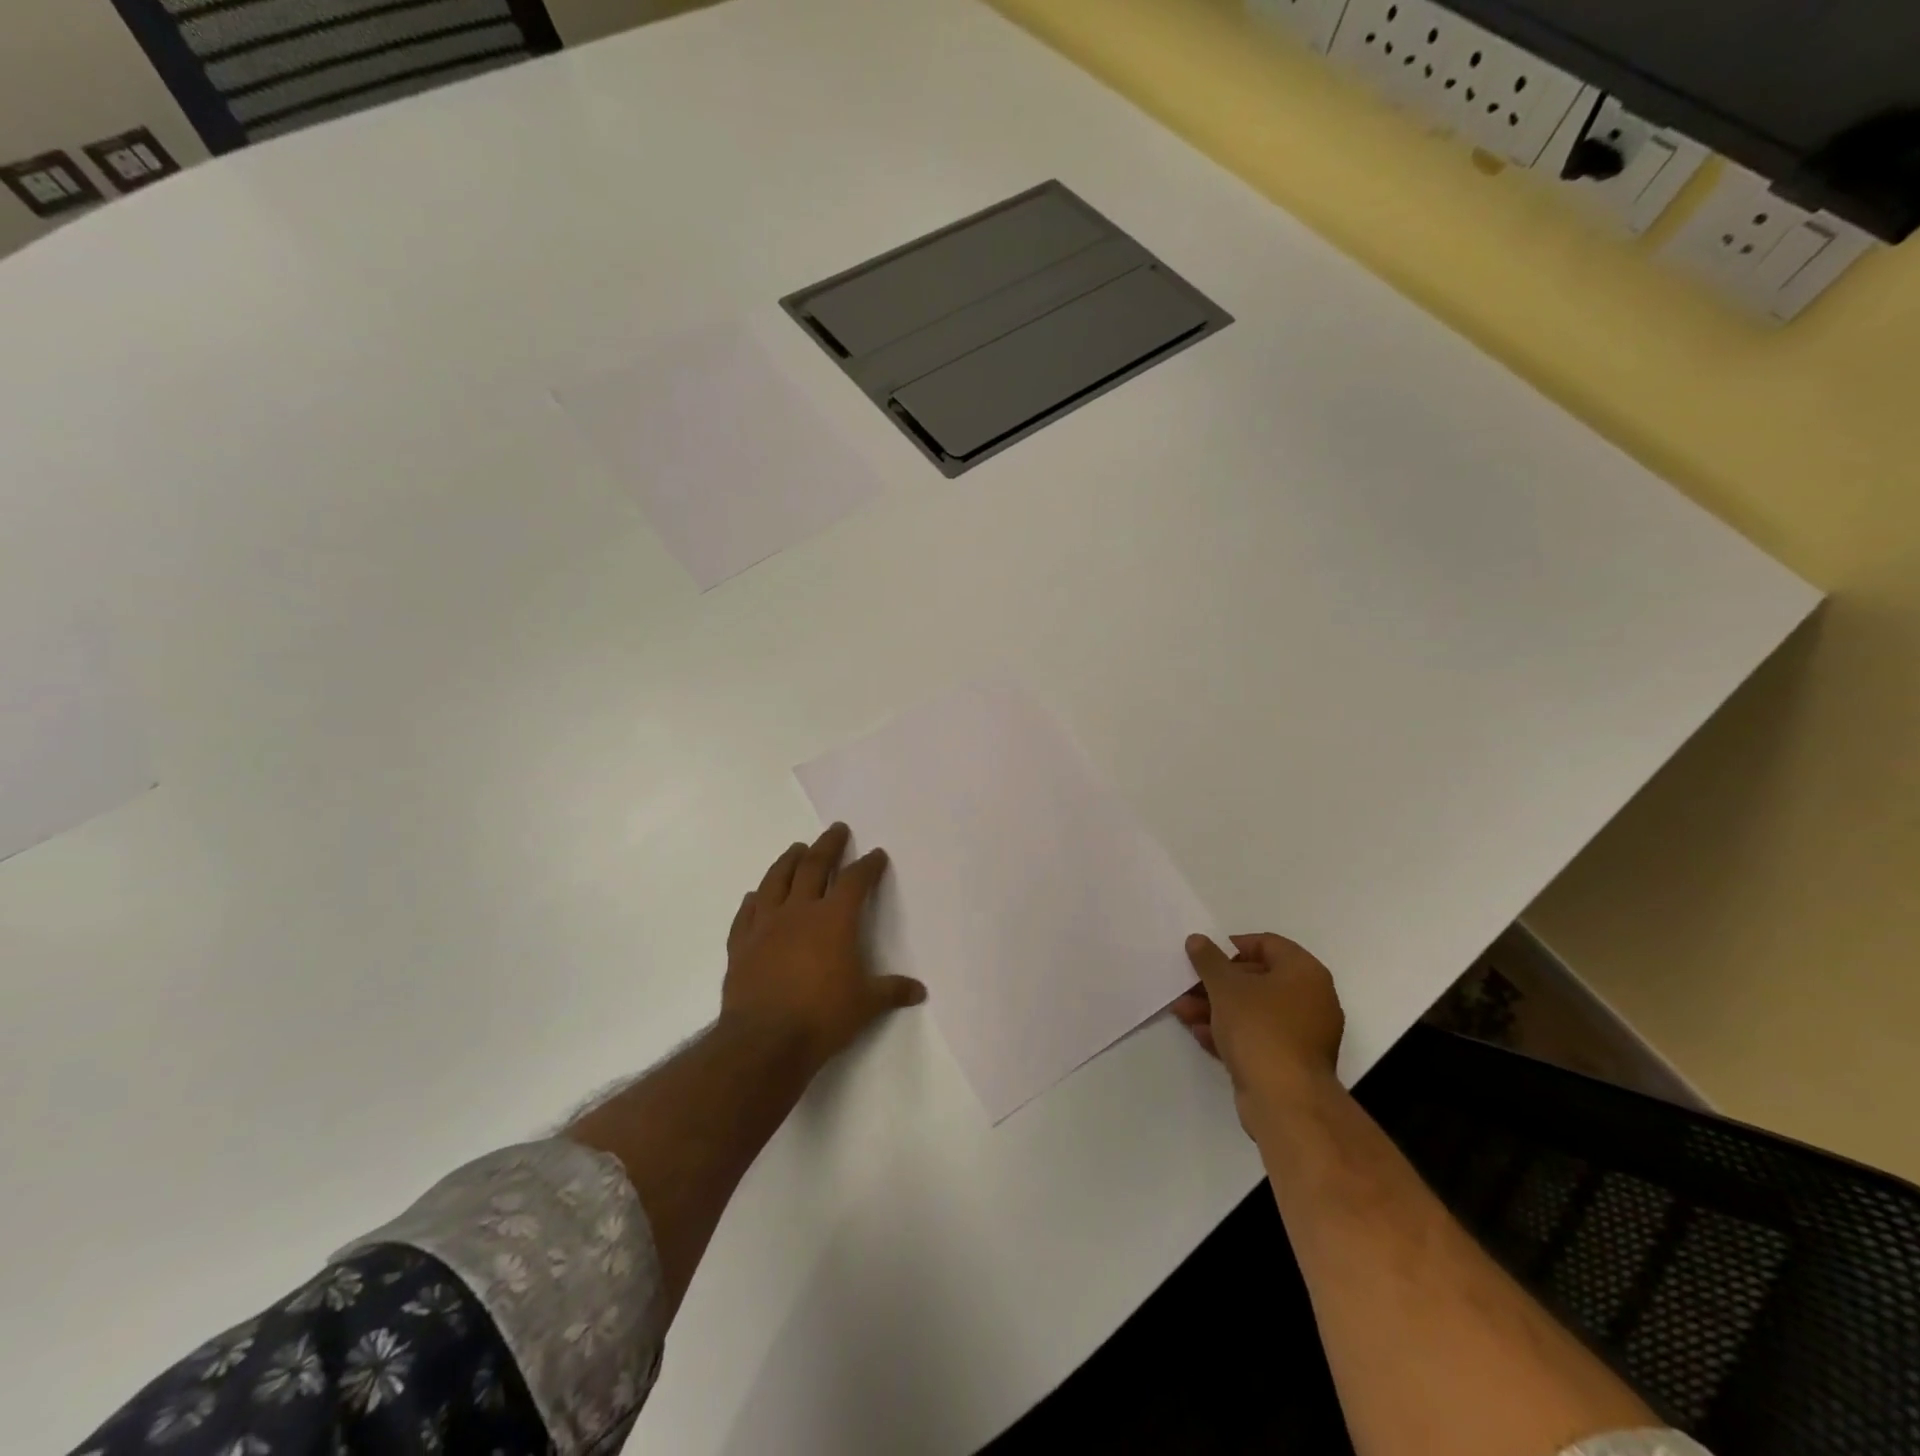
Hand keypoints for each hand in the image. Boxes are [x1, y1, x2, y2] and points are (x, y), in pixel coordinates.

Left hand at [720, 823, 926, 1068]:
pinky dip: (754, 900)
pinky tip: (755, 895)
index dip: (868, 865)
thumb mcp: (866, 1005)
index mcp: (834, 919)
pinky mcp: (741, 945)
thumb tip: (919, 990)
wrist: (764, 1041)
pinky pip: (746, 913)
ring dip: (789, 861)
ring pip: (776, 881)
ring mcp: (765, 925)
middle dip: (828, 846)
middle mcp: (799, 911)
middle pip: (814, 867)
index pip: (855, 881)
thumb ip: (892, 991)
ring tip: (797, 848)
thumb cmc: (823, 1017)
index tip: (876, 854)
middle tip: (836, 829)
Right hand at [1172, 932, 1344, 1125]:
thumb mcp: (1225, 986)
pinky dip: (1231, 1032)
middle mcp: (1311, 999)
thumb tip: (1197, 940)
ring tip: (1182, 1011)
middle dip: (1216, 982)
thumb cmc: (1259, 1028)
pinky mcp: (1291, 1062)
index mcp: (1304, 972)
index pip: (1267, 944)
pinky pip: (1257, 1036)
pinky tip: (1199, 1033)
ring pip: (1254, 1010)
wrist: (1285, 1100)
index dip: (1232, 946)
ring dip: (1216, 1008)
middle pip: (1257, 979)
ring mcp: (1303, 1034)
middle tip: (1187, 986)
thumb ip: (1209, 960)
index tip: (1205, 956)